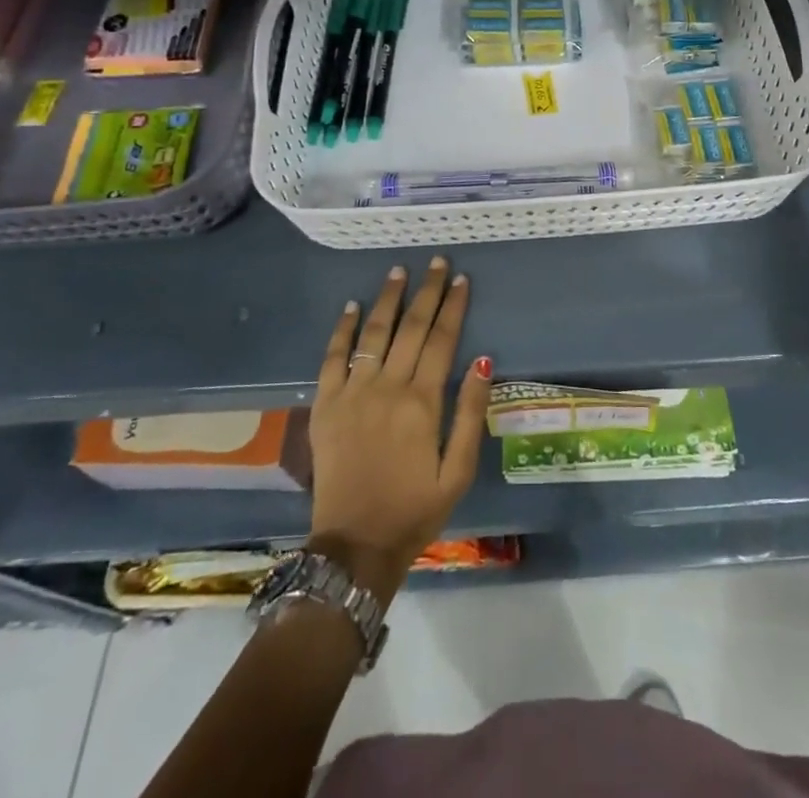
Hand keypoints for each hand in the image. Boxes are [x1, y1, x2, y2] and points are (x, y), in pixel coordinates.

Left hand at [307, 258, 491, 603]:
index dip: (453, 306)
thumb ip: (471, 413)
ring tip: (398, 271)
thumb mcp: (458, 470)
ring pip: (373, 334)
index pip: (442, 340)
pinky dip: (342, 330)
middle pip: (411, 327)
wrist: (355, 546)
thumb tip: (483, 360)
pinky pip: (332, 358)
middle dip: (427, 291)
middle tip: (437, 263)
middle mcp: (387, 387)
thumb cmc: (414, 509)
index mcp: (422, 402)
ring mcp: (352, 393)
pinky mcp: (325, 405)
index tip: (461, 279)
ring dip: (387, 300)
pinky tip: (351, 307)